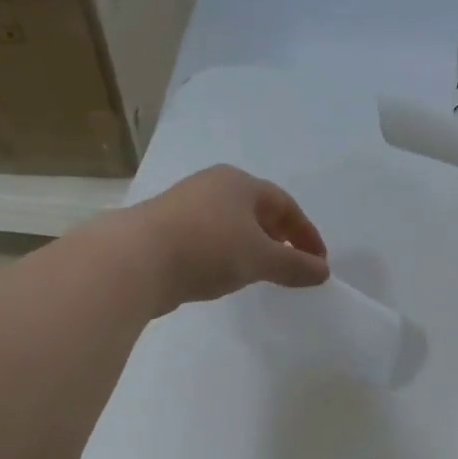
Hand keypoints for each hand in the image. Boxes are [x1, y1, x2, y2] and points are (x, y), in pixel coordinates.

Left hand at [122, 165, 328, 310]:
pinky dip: (226, 255)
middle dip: (280, 239)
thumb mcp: (260, 258)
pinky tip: (225, 275)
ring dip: (252, 248)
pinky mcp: (165, 230)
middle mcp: (212, 186)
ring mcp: (185, 206)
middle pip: (258, 211)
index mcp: (239, 183)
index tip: (319, 263)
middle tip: (293, 266)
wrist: (135, 260)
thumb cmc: (208, 248)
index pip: (286, 205)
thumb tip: (322, 272)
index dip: (307, 234)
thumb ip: (294, 265)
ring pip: (231, 226)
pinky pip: (209, 240)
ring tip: (261, 274)